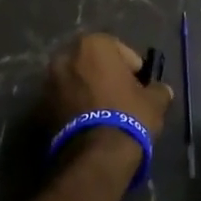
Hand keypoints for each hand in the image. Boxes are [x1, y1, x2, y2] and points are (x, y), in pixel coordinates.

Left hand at [45, 33, 171, 145]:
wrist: (95, 156)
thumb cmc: (128, 116)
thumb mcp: (154, 101)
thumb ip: (158, 89)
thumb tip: (161, 90)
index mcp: (94, 44)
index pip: (119, 49)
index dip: (132, 68)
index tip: (139, 86)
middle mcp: (66, 56)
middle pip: (92, 63)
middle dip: (105, 76)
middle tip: (121, 96)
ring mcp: (49, 82)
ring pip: (76, 82)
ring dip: (88, 91)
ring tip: (103, 113)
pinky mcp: (40, 108)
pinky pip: (63, 101)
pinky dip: (74, 108)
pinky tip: (89, 124)